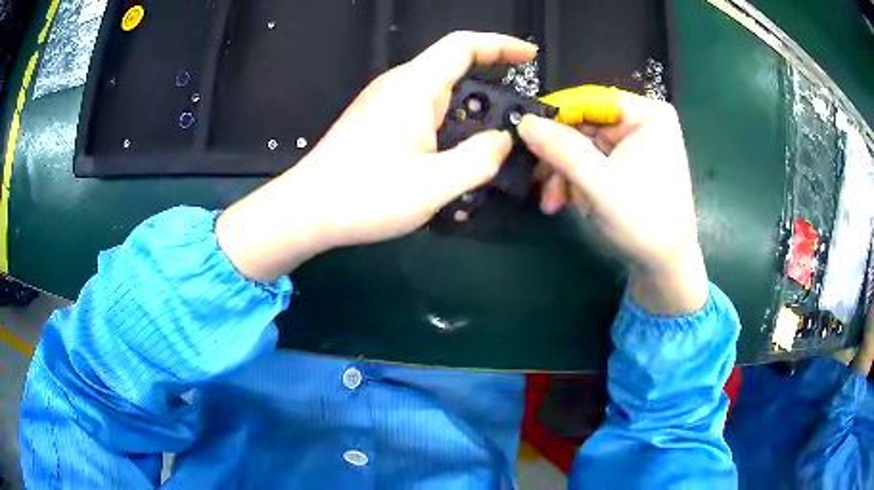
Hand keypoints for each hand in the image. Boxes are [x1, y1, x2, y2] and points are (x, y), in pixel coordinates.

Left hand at [217, 32, 535, 282]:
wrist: (306, 211)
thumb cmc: (365, 196)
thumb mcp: (434, 184)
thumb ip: (479, 159)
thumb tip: (504, 140)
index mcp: (414, 87)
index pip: (463, 45)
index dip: (501, 45)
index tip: (529, 57)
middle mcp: (399, 87)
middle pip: (455, 71)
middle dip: (492, 89)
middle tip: (517, 124)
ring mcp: (385, 105)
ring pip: (441, 97)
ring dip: (469, 117)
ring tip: (489, 151)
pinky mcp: (377, 124)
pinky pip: (424, 115)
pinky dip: (448, 129)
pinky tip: (453, 162)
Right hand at [518, 93, 707, 313]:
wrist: (665, 267)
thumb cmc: (644, 224)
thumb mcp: (601, 186)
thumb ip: (562, 150)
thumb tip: (523, 121)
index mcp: (648, 115)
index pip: (590, 99)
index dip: (555, 115)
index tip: (524, 134)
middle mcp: (641, 122)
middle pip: (584, 124)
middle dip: (559, 155)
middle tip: (535, 179)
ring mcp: (633, 143)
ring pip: (581, 145)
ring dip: (562, 172)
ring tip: (551, 201)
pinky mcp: (625, 163)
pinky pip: (589, 161)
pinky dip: (574, 180)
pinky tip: (566, 201)